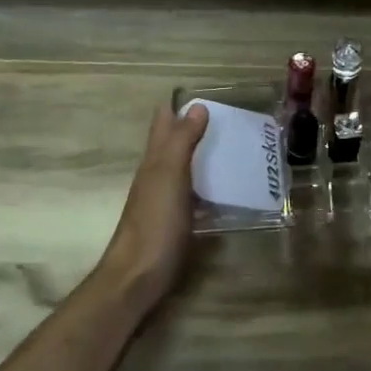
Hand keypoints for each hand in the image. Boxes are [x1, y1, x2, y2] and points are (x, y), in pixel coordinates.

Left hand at [96, 102, 207, 313]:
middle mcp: (157, 177)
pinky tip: (225, 192)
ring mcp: (165, 202)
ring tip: (233, 149)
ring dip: (202, 157)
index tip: (202, 95)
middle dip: (192, 129)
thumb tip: (196, 106)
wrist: (138, 276)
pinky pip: (193, 196)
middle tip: (227, 119)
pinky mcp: (176, 224)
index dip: (177, 107)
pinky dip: (207, 187)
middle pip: (172, 145)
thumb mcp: (169, 176)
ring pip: (183, 170)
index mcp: (154, 162)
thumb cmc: (154, 223)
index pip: (162, 124)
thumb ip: (181, 141)